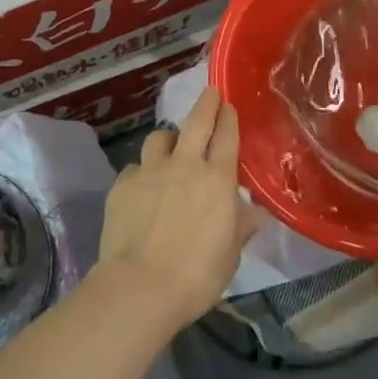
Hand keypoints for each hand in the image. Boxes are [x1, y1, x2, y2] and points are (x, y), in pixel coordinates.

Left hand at [96, 87, 258, 332]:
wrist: (140, 287)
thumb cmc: (196, 275)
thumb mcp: (230, 256)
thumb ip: (240, 228)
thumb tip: (254, 212)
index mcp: (217, 180)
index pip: (226, 137)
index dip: (228, 118)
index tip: (228, 105)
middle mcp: (184, 166)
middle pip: (196, 123)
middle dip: (205, 104)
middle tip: (209, 92)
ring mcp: (150, 171)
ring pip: (159, 138)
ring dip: (168, 138)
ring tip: (170, 146)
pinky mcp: (122, 185)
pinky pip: (135, 168)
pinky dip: (142, 172)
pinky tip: (142, 187)